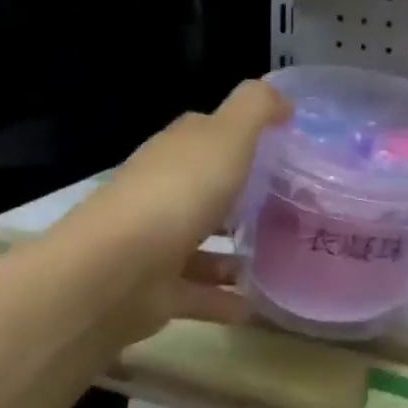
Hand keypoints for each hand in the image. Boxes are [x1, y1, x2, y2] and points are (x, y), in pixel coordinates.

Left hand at [43, 80, 289, 341]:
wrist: (112, 274)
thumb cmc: (177, 194)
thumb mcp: (226, 136)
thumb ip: (256, 108)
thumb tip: (283, 100)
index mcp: (176, 152)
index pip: (207, 132)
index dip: (242, 133)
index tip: (285, 144)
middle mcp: (162, 192)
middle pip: (207, 186)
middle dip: (243, 193)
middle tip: (295, 202)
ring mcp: (156, 243)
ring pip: (203, 243)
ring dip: (236, 251)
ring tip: (284, 257)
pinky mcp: (156, 292)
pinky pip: (201, 294)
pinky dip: (227, 300)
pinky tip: (260, 307)